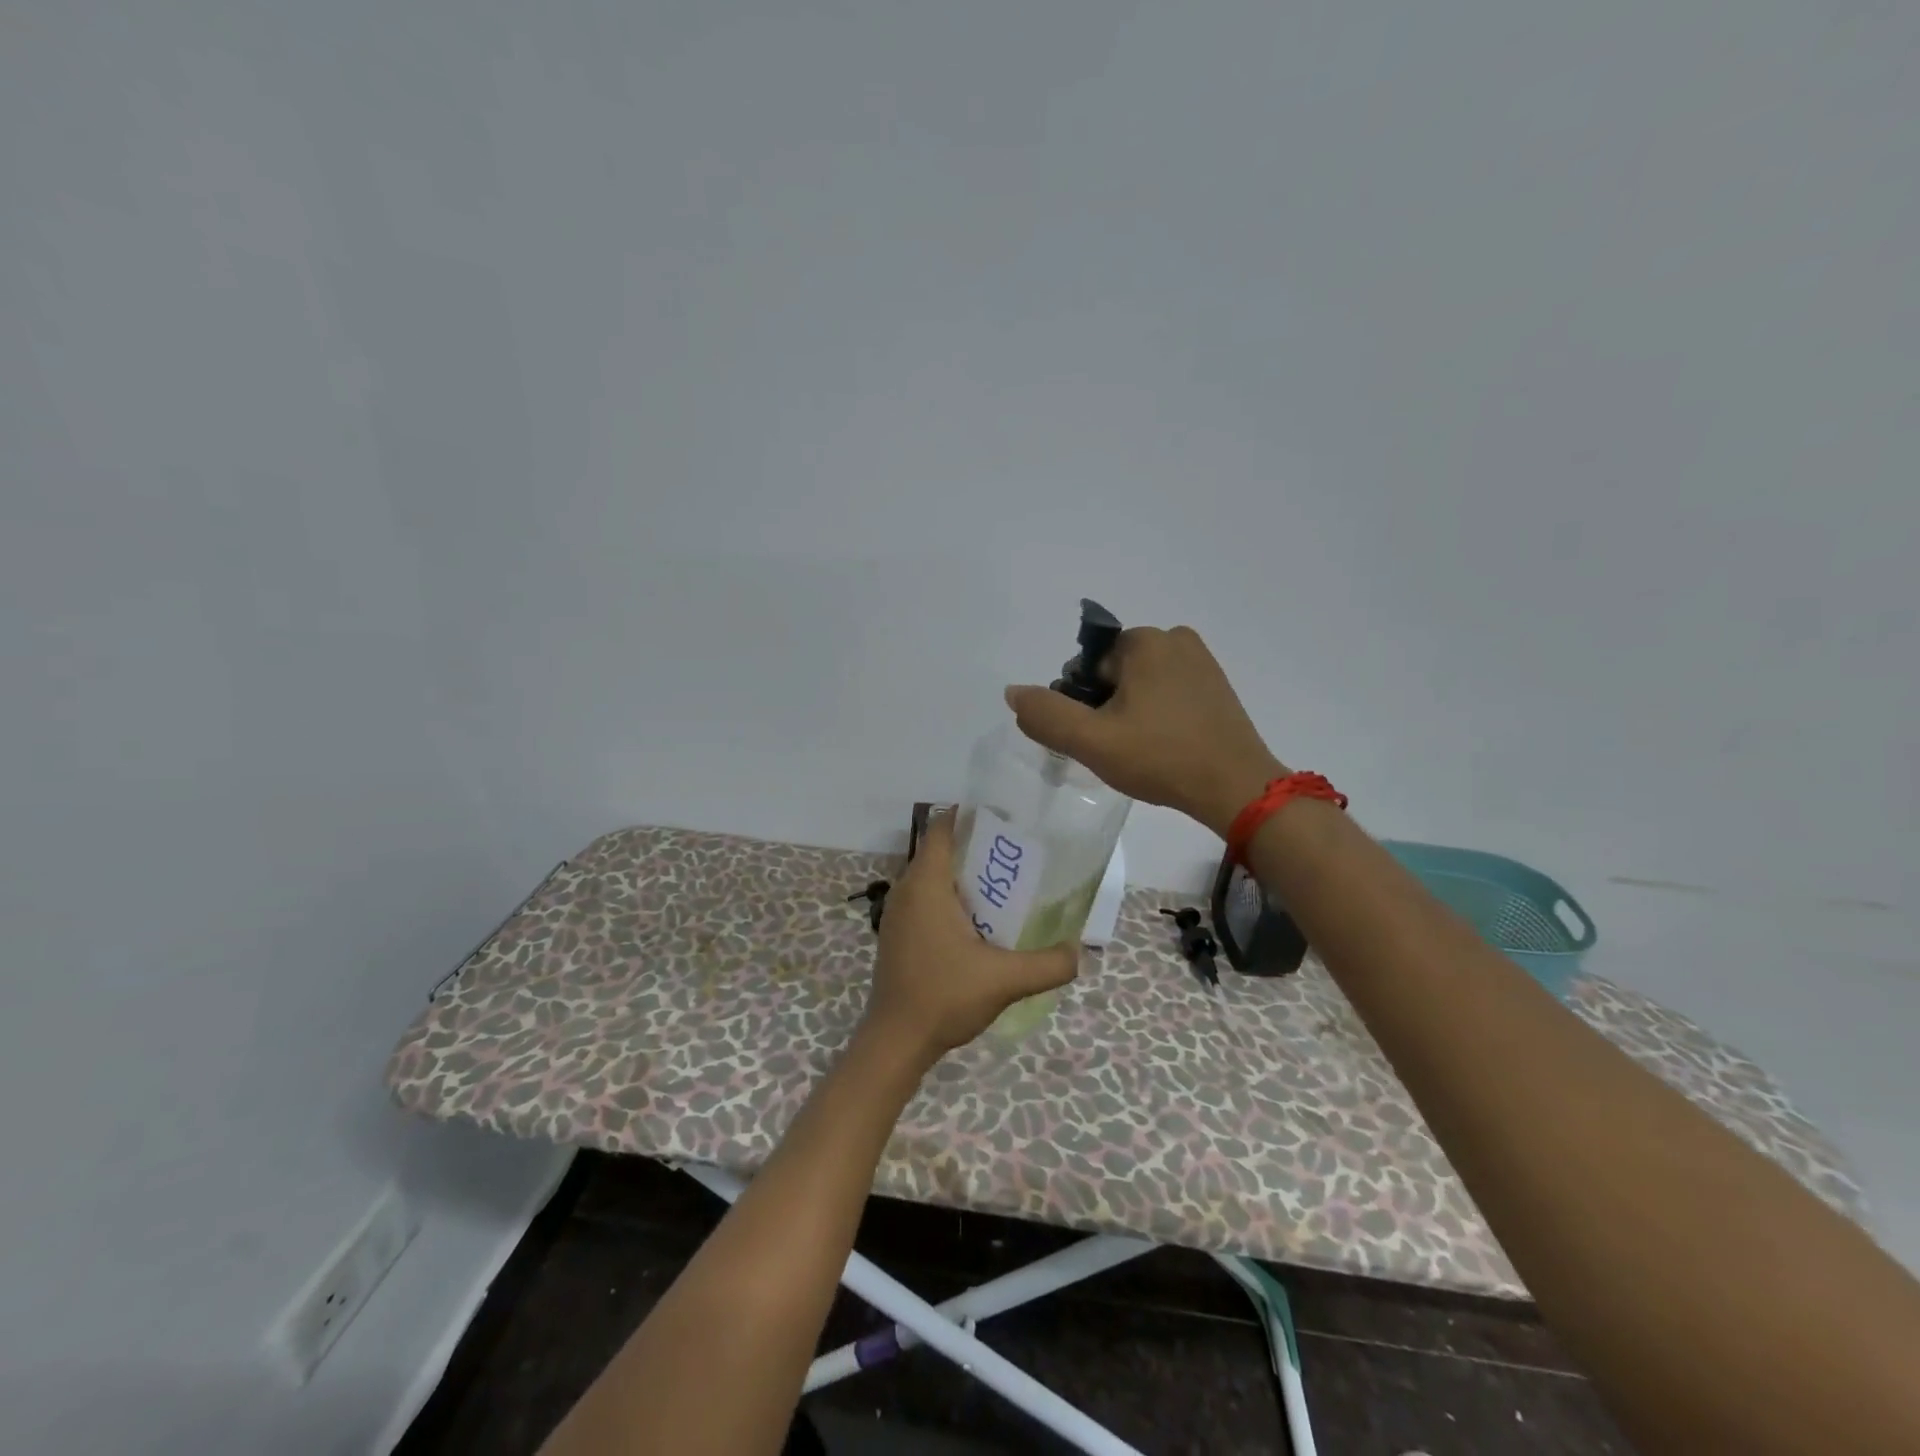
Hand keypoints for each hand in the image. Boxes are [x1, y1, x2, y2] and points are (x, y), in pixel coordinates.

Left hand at [863, 813, 1078, 1063]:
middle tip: (1016, 856)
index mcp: (925, 884)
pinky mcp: (896, 935)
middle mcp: (905, 890)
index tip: (1004, 822)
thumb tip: (1078, 952)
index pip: (941, 828)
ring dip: (962, 877)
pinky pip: (924, 900)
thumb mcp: (1005, 980)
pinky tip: (976, 923)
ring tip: (1002, 888)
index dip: (970, 817)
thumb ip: (1048, 964)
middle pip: (939, 851)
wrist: (896, 1041)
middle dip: (975, 848)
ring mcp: (896, 914)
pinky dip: (948, 899)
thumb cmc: (944, 997)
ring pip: (931, 878)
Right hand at [1004, 624, 1284, 839]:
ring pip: (1141, 685)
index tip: (1099, 737)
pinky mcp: (1217, 685)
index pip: (1088, 668)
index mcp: (1144, 640)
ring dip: (1131, 713)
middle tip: (1120, 749)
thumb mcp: (1092, 741)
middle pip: (1114, 674)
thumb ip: (1046, 715)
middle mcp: (1175, 638)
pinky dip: (1158, 715)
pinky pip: (1169, 693)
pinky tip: (1165, 746)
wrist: (1236, 788)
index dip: (1084, 705)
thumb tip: (1013, 692)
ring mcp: (1201, 661)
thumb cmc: (1161, 758)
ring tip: (1144, 751)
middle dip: (1107, 707)